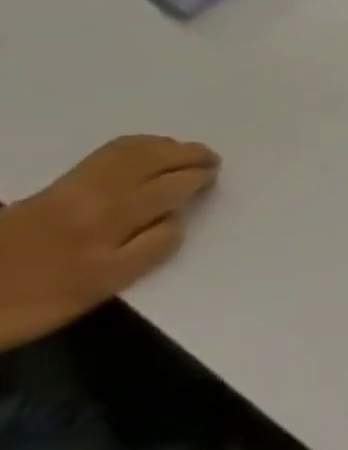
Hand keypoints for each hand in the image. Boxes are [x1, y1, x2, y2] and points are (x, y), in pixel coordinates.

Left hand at [0, 136, 220, 350]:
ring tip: (180, 151)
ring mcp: (66, 191)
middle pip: (150, 165)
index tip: (212, 179)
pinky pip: (102, 158)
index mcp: (110, 226)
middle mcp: (93, 200)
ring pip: (124, 155)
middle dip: (186, 157)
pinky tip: (141, 153)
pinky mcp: (44, 189)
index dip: (196, 181)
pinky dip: (131, 148)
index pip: (171, 191)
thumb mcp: (101, 285)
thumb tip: (172, 218)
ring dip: (160, 147)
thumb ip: (146, 250)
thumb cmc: (33, 302)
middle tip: (210, 160)